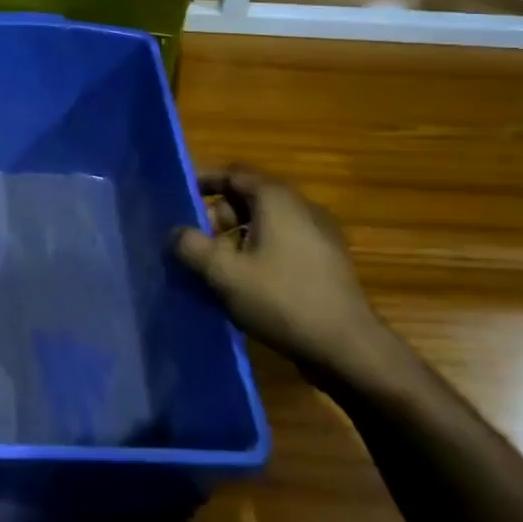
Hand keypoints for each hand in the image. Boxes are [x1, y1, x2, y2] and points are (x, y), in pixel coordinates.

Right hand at [173, 167, 395, 387]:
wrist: (347, 348)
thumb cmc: (282, 300)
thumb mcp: (224, 273)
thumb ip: (192, 247)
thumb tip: (175, 233)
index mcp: (276, 199)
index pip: (234, 173)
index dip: (204, 182)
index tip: (180, 198)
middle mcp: (300, 207)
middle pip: (249, 198)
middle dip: (218, 217)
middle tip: (197, 244)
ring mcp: (318, 235)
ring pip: (266, 224)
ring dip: (237, 239)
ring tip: (217, 269)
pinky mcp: (326, 262)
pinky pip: (283, 244)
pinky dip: (259, 253)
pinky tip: (246, 285)